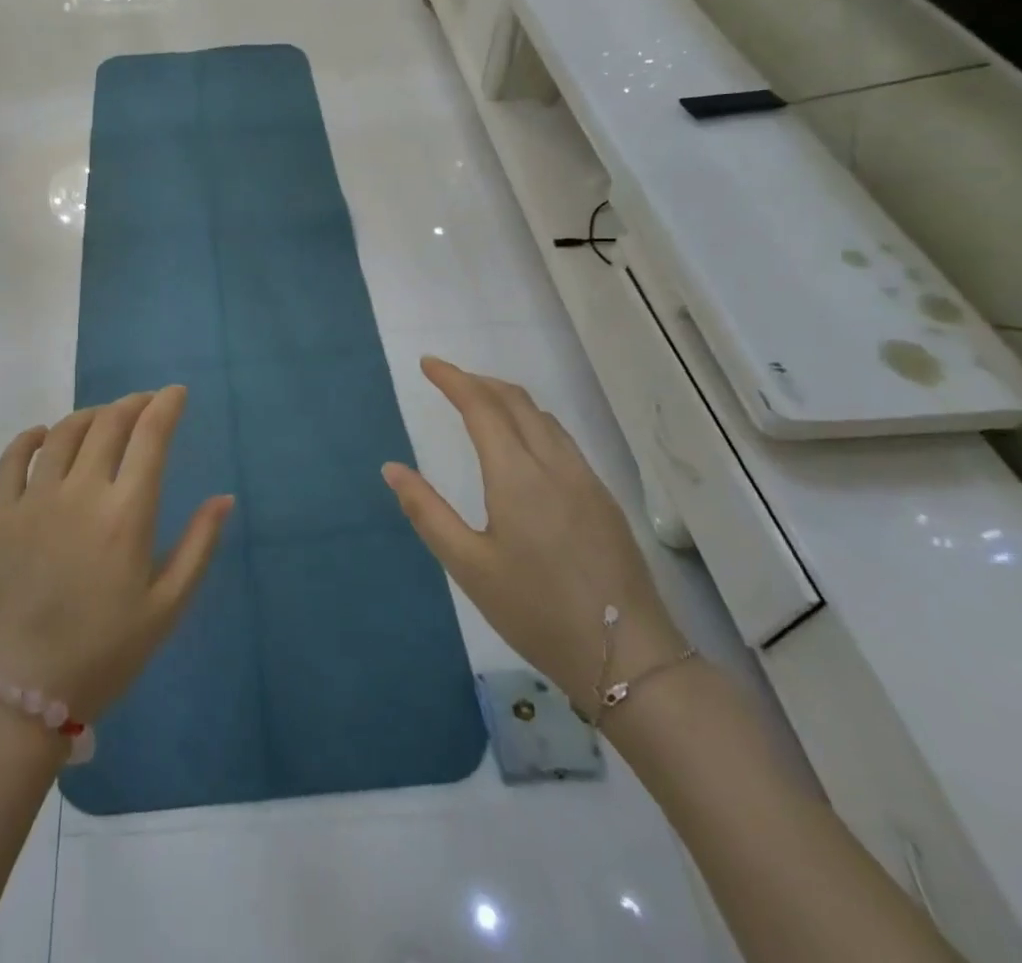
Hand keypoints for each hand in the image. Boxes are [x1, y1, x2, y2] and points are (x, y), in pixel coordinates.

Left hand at [0, 387, 233, 721]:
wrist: (19, 691)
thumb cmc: (104, 653)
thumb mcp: (166, 607)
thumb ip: (199, 546)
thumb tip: (224, 498)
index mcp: (126, 514)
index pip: (150, 437)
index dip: (166, 406)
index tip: (176, 393)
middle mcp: (80, 492)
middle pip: (109, 423)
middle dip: (133, 403)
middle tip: (145, 404)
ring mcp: (34, 499)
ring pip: (64, 432)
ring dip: (90, 415)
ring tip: (104, 418)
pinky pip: (12, 457)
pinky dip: (32, 436)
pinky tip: (44, 435)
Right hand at [383, 358, 684, 708]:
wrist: (629, 659)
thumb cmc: (536, 611)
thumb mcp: (468, 566)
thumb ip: (427, 512)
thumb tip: (392, 468)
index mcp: (517, 475)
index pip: (482, 407)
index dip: (453, 379)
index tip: (427, 364)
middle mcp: (554, 465)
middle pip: (516, 401)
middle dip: (479, 381)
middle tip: (447, 379)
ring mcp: (586, 480)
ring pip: (544, 418)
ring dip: (507, 399)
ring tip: (479, 402)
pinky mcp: (604, 499)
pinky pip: (562, 439)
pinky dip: (532, 421)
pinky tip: (522, 443)